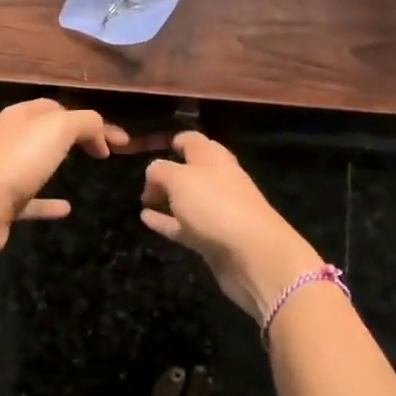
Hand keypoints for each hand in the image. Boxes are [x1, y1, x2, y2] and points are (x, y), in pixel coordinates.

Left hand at [0, 99, 127, 261]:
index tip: (119, 141)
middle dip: (73, 137)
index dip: (90, 120)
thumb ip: (87, 123)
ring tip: (84, 171)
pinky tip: (66, 209)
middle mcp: (8, 138)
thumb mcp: (60, 128)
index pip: (57, 107)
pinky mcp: (1, 203)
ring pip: (35, 162)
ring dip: (57, 165)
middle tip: (102, 151)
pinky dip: (48, 203)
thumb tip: (101, 137)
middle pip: (45, 132)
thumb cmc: (19, 159)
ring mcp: (3, 170)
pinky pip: (31, 199)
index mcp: (20, 115)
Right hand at [140, 132, 323, 322]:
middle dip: (169, 171)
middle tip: (143, 177)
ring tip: (142, 200)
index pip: (192, 141)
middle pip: (190, 170)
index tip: (153, 145)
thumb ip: (160, 171)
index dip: (175, 140)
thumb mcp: (179, 179)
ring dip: (166, 198)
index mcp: (213, 158)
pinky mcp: (212, 239)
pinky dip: (165, 221)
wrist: (253, 255)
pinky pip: (183, 225)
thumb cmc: (215, 206)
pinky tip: (145, 220)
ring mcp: (216, 211)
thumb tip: (153, 174)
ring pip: (186, 199)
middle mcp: (217, 180)